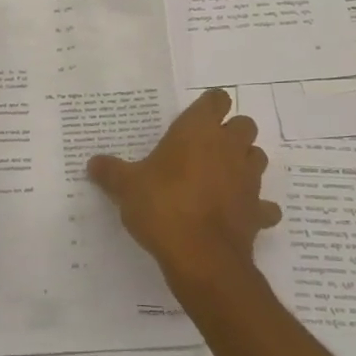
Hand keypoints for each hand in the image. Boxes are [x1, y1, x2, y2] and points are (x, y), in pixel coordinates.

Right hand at [86, 89, 281, 289]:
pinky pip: (264, 205)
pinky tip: (238, 214)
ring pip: (257, 158)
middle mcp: (229, 147)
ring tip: (221, 178)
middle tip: (205, 149)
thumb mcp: (126, 187)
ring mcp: (248, 179)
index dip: (209, 107)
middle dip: (230, 133)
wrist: (201, 256)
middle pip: (244, 125)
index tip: (194, 119)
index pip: (216, 99)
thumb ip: (111, 172)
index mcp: (199, 131)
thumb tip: (92, 163)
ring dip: (244, 163)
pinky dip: (255, 207)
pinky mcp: (258, 211)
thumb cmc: (162, 206)